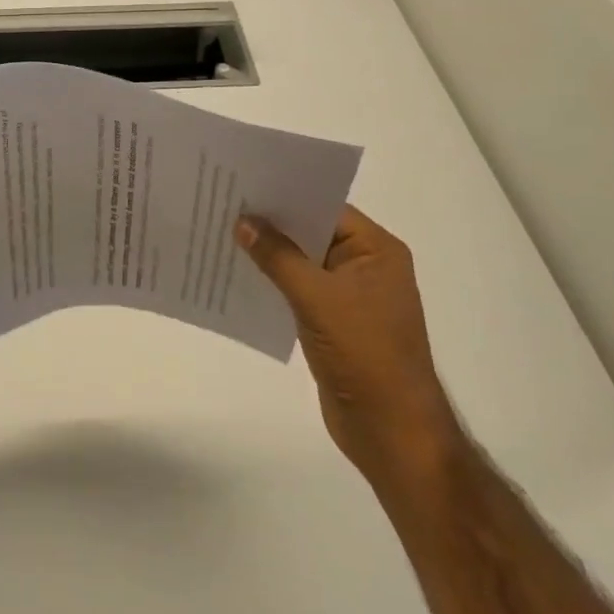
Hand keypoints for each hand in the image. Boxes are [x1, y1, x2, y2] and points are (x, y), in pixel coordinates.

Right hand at [235, 204, 460, 483]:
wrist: (391, 430)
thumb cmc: (364, 353)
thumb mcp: (317, 298)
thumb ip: (278, 257)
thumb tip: (242, 221)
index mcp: (376, 250)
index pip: (326, 207)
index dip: (286, 195)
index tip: (244, 184)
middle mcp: (366, 266)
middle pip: (312, 232)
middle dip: (272, 223)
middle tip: (225, 204)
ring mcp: (351, 296)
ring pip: (302, 262)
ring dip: (269, 254)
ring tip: (222, 235)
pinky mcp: (335, 322)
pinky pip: (299, 290)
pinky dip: (273, 282)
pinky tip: (239, 276)